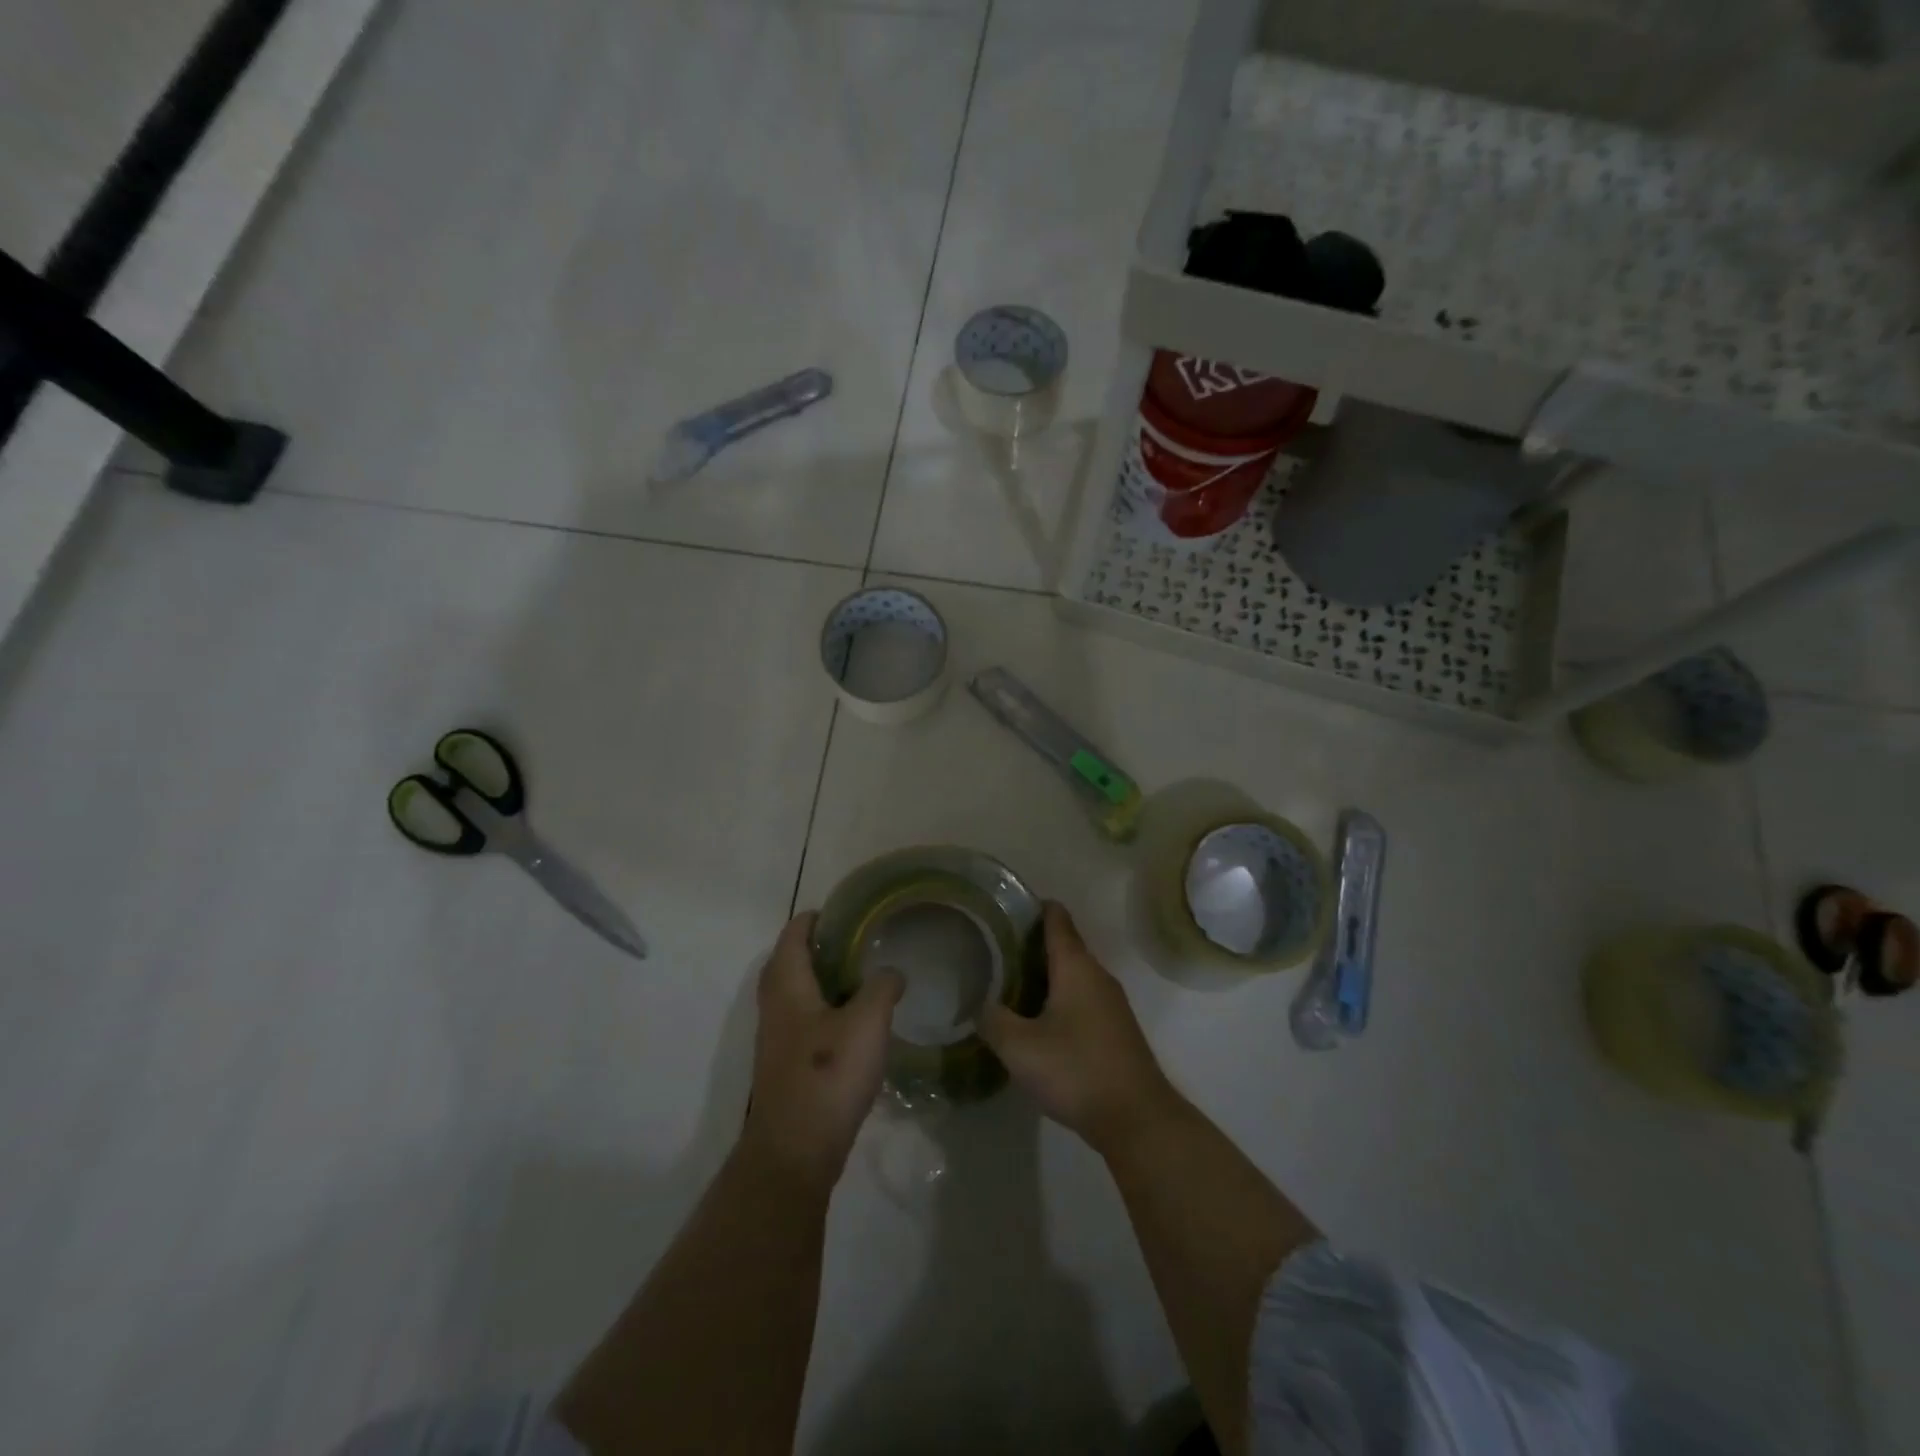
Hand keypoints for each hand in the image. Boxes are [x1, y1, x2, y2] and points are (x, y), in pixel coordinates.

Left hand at [740, 912, 902, 1190]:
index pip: (794, 934)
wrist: (795, 1151)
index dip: (816, 918)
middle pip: (791, 962)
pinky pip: (805, 1021)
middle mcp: (775, 1006)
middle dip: (821, 948)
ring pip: (798, 994)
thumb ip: (882, 987)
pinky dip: (827, 1010)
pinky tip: (857, 1022)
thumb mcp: (867, 1021)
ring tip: (864, 977)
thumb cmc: (828, 1074)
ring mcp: (778, 1038)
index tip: (847, 910)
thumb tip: (892, 972)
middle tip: (860, 941)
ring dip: (824, 981)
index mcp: (787, 984)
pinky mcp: (787, 1066)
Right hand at [979, 902, 1178, 1155]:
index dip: (1032, 907)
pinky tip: (1037, 1021)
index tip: (1004, 909)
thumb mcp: (1020, 1048)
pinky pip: (1082, 998)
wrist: (1137, 1119)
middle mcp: (1097, 975)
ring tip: (1008, 985)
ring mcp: (1111, 1003)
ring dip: (1044, 975)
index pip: (1056, 918)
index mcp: (1075, 967)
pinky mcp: (1116, 1029)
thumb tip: (980, 1005)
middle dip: (1030, 945)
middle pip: (1064, 946)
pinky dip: (1058, 998)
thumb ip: (993, 1020)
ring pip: (1073, 975)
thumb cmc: (1076, 1070)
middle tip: (993, 952)